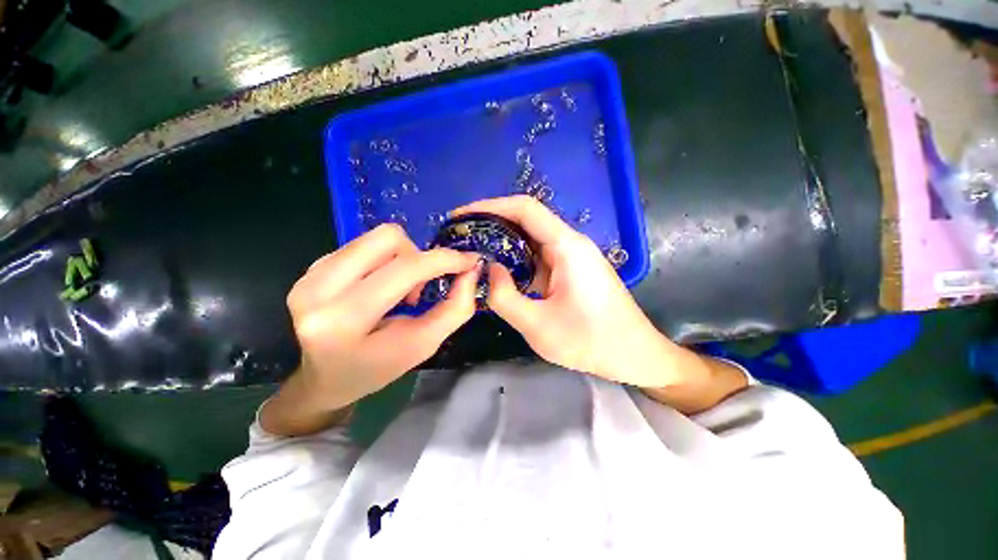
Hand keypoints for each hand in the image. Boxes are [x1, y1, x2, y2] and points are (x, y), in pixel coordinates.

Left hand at [262, 224, 480, 435]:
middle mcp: (316, 290)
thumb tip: (471, 271)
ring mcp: (309, 274)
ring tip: (400, 289)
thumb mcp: (422, 346)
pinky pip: (364, 244)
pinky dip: (385, 260)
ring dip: (403, 258)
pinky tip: (381, 286)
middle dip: (420, 257)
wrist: (324, 378)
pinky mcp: (310, 267)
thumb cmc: (375, 369)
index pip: (404, 270)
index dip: (444, 260)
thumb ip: (454, 309)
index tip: (469, 261)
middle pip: (388, 238)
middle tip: (421, 287)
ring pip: (377, 237)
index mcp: (342, 321)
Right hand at [452, 196, 678, 387]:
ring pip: (532, 237)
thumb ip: (504, 297)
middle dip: (492, 222)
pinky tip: (500, 269)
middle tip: (462, 235)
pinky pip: (539, 254)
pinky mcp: (573, 269)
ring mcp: (573, 256)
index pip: (524, 209)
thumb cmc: (590, 342)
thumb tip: (487, 269)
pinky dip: (517, 257)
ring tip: (474, 250)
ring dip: (504, 240)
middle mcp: (571, 243)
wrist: (634, 355)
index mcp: (567, 246)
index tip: (462, 215)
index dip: (490, 206)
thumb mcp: (538, 326)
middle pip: (527, 219)